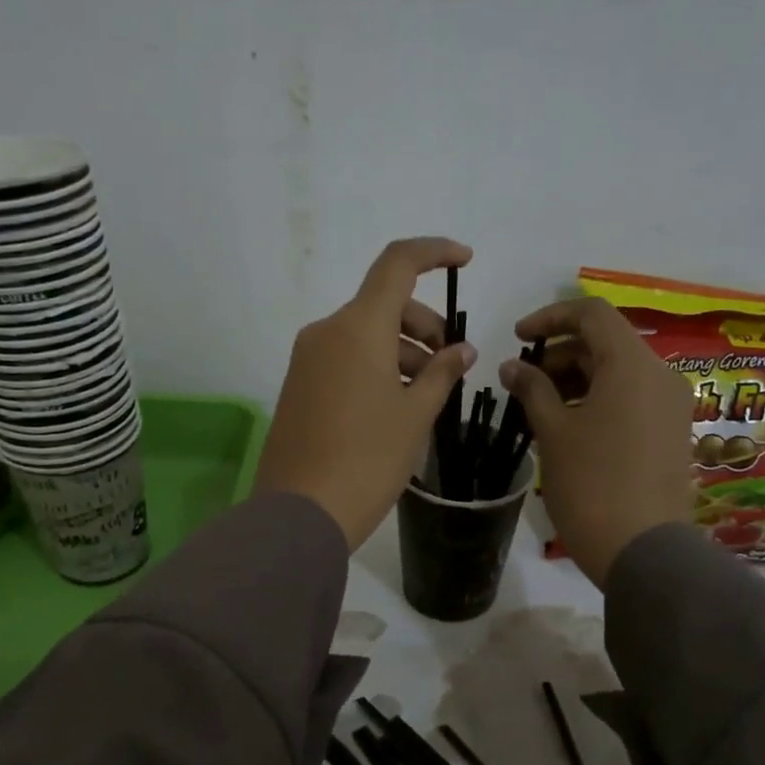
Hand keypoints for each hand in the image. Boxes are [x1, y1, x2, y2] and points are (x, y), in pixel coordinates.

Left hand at [256, 238, 477, 548]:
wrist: (300, 512)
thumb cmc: (367, 460)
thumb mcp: (415, 415)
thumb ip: (442, 373)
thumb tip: (462, 349)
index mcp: (358, 327)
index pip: (397, 264)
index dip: (434, 252)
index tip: (466, 261)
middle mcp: (327, 331)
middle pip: (383, 304)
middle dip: (424, 324)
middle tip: (450, 364)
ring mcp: (307, 359)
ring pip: (364, 333)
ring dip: (402, 349)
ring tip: (426, 394)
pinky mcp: (299, 385)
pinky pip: (345, 358)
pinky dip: (376, 366)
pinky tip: (395, 404)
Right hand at [500, 296, 694, 587]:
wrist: (642, 550)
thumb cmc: (590, 483)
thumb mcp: (553, 432)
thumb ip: (532, 389)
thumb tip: (512, 366)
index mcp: (632, 365)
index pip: (591, 313)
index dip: (550, 317)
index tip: (517, 338)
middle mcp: (660, 375)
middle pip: (606, 342)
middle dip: (560, 354)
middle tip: (525, 382)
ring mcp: (672, 405)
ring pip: (620, 371)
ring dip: (578, 378)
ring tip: (542, 407)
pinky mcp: (672, 431)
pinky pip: (633, 397)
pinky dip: (599, 398)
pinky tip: (571, 426)